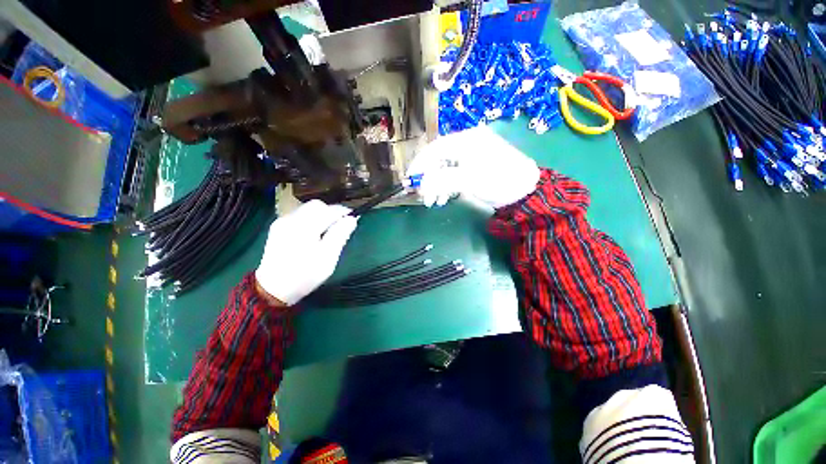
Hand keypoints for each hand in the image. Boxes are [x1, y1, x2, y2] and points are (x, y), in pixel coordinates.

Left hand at [255, 200, 357, 305]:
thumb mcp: (328, 258)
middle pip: (317, 205)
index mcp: (305, 228)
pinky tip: (314, 232)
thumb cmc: (305, 275)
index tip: (353, 218)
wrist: (273, 289)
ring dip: (322, 214)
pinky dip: (311, 218)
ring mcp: (282, 222)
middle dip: (332, 211)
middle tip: (341, 225)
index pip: (329, 210)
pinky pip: (300, 215)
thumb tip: (352, 219)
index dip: (344, 212)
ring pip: (308, 208)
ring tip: (328, 230)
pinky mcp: (278, 226)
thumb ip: (340, 235)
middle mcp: (291, 219)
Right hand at [406, 126, 540, 208]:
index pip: (434, 149)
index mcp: (465, 140)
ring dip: (436, 185)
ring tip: (433, 202)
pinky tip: (443, 198)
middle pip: (437, 159)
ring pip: (443, 169)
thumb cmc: (499, 180)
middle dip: (428, 179)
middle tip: (423, 196)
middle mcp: (465, 144)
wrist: (525, 190)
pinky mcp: (472, 167)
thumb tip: (422, 184)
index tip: (409, 180)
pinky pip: (452, 174)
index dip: (419, 164)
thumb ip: (442, 179)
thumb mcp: (469, 180)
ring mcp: (469, 156)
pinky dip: (445, 186)